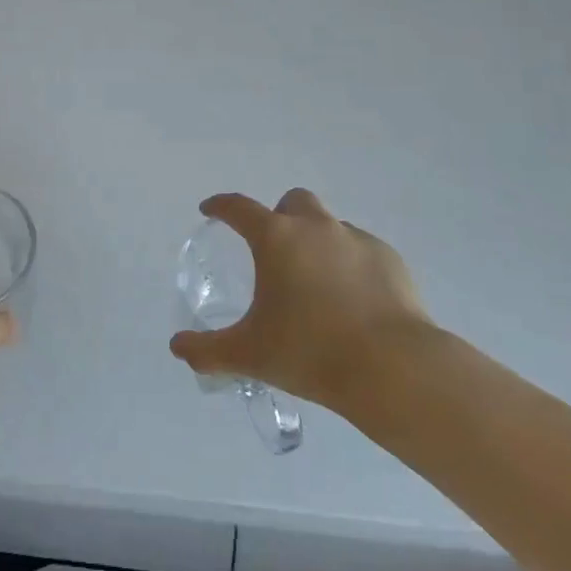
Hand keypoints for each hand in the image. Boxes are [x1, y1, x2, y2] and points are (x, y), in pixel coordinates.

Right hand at [169, 189, 432, 406]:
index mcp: (276, 238)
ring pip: (330, 225)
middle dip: (280, 217)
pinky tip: (353, 300)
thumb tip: (177, 348)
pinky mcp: (389, 258)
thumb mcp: (249, 354)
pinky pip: (361, 250)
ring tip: (317, 284)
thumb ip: (207, 350)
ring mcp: (356, 238)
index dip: (221, 206)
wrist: (392, 368)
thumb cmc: (310, 352)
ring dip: (317, 241)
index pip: (238, 207)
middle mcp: (315, 227)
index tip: (210, 210)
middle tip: (275, 252)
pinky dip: (350, 264)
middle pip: (292, 202)